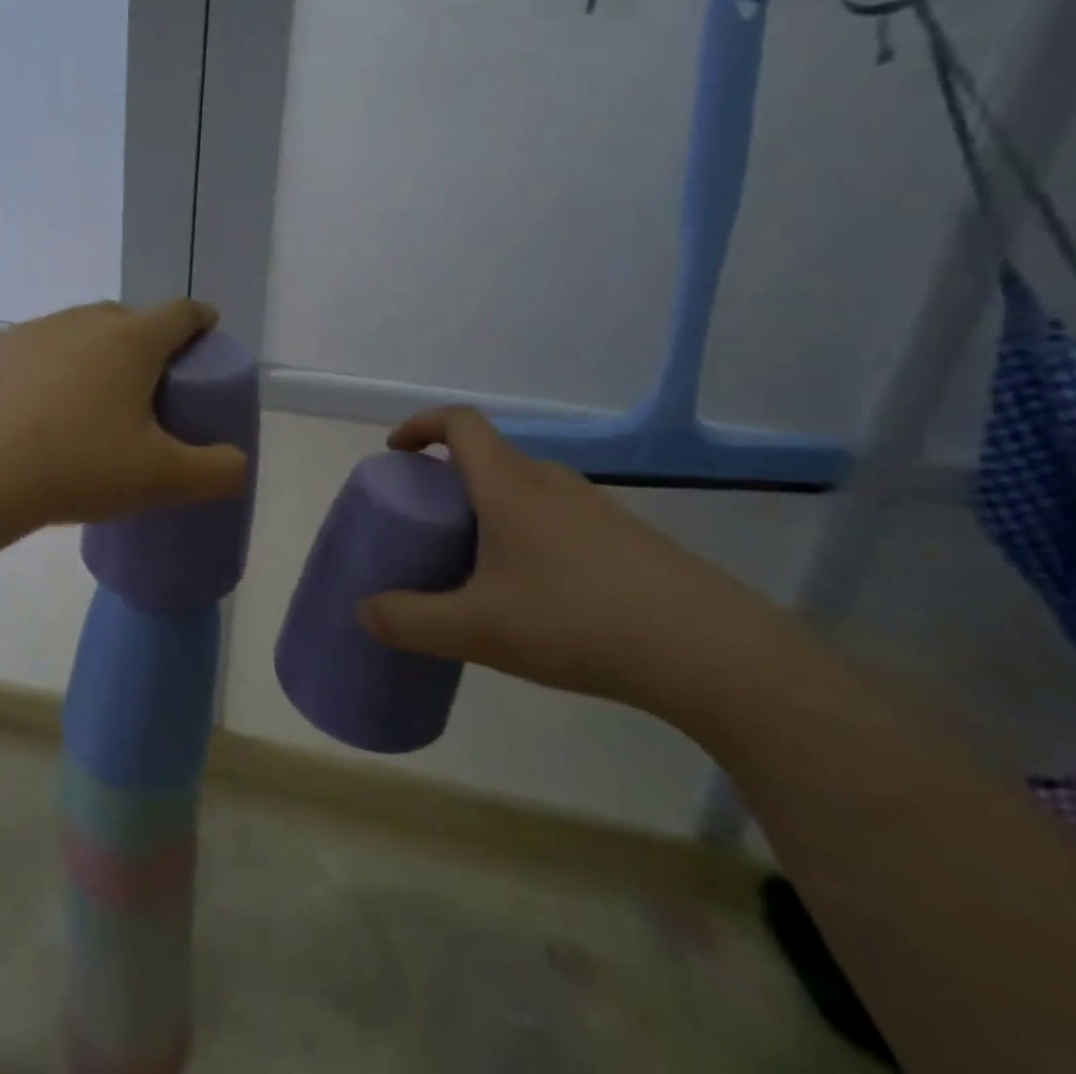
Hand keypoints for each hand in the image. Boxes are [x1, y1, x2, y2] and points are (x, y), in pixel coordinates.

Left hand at [0, 300, 248, 531]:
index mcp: (132, 341)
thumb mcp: (161, 479)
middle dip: (148, 342)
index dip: (201, 321)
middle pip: (131, 319)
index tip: (207, 335)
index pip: (182, 313)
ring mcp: (34, 331)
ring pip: (81, 332)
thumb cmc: (77, 466)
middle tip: (150, 386)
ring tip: (93, 401)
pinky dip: (52, 369)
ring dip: (97, 354)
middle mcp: (84, 321)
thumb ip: (216, 472)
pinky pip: (38, 351)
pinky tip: (40, 411)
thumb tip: (238, 464)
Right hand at [357, 407, 785, 716]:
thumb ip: (411, 621)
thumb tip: (364, 611)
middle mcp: (551, 483)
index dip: (421, 425)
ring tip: (477, 561)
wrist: (710, 652)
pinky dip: (528, 532)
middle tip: (430, 522)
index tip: (396, 452)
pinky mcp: (627, 538)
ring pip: (526, 489)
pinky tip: (535, 593)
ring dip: (491, 507)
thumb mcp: (477, 629)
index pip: (460, 423)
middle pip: (491, 457)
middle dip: (450, 478)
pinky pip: (558, 516)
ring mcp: (595, 508)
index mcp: (509, 486)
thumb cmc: (577, 622)